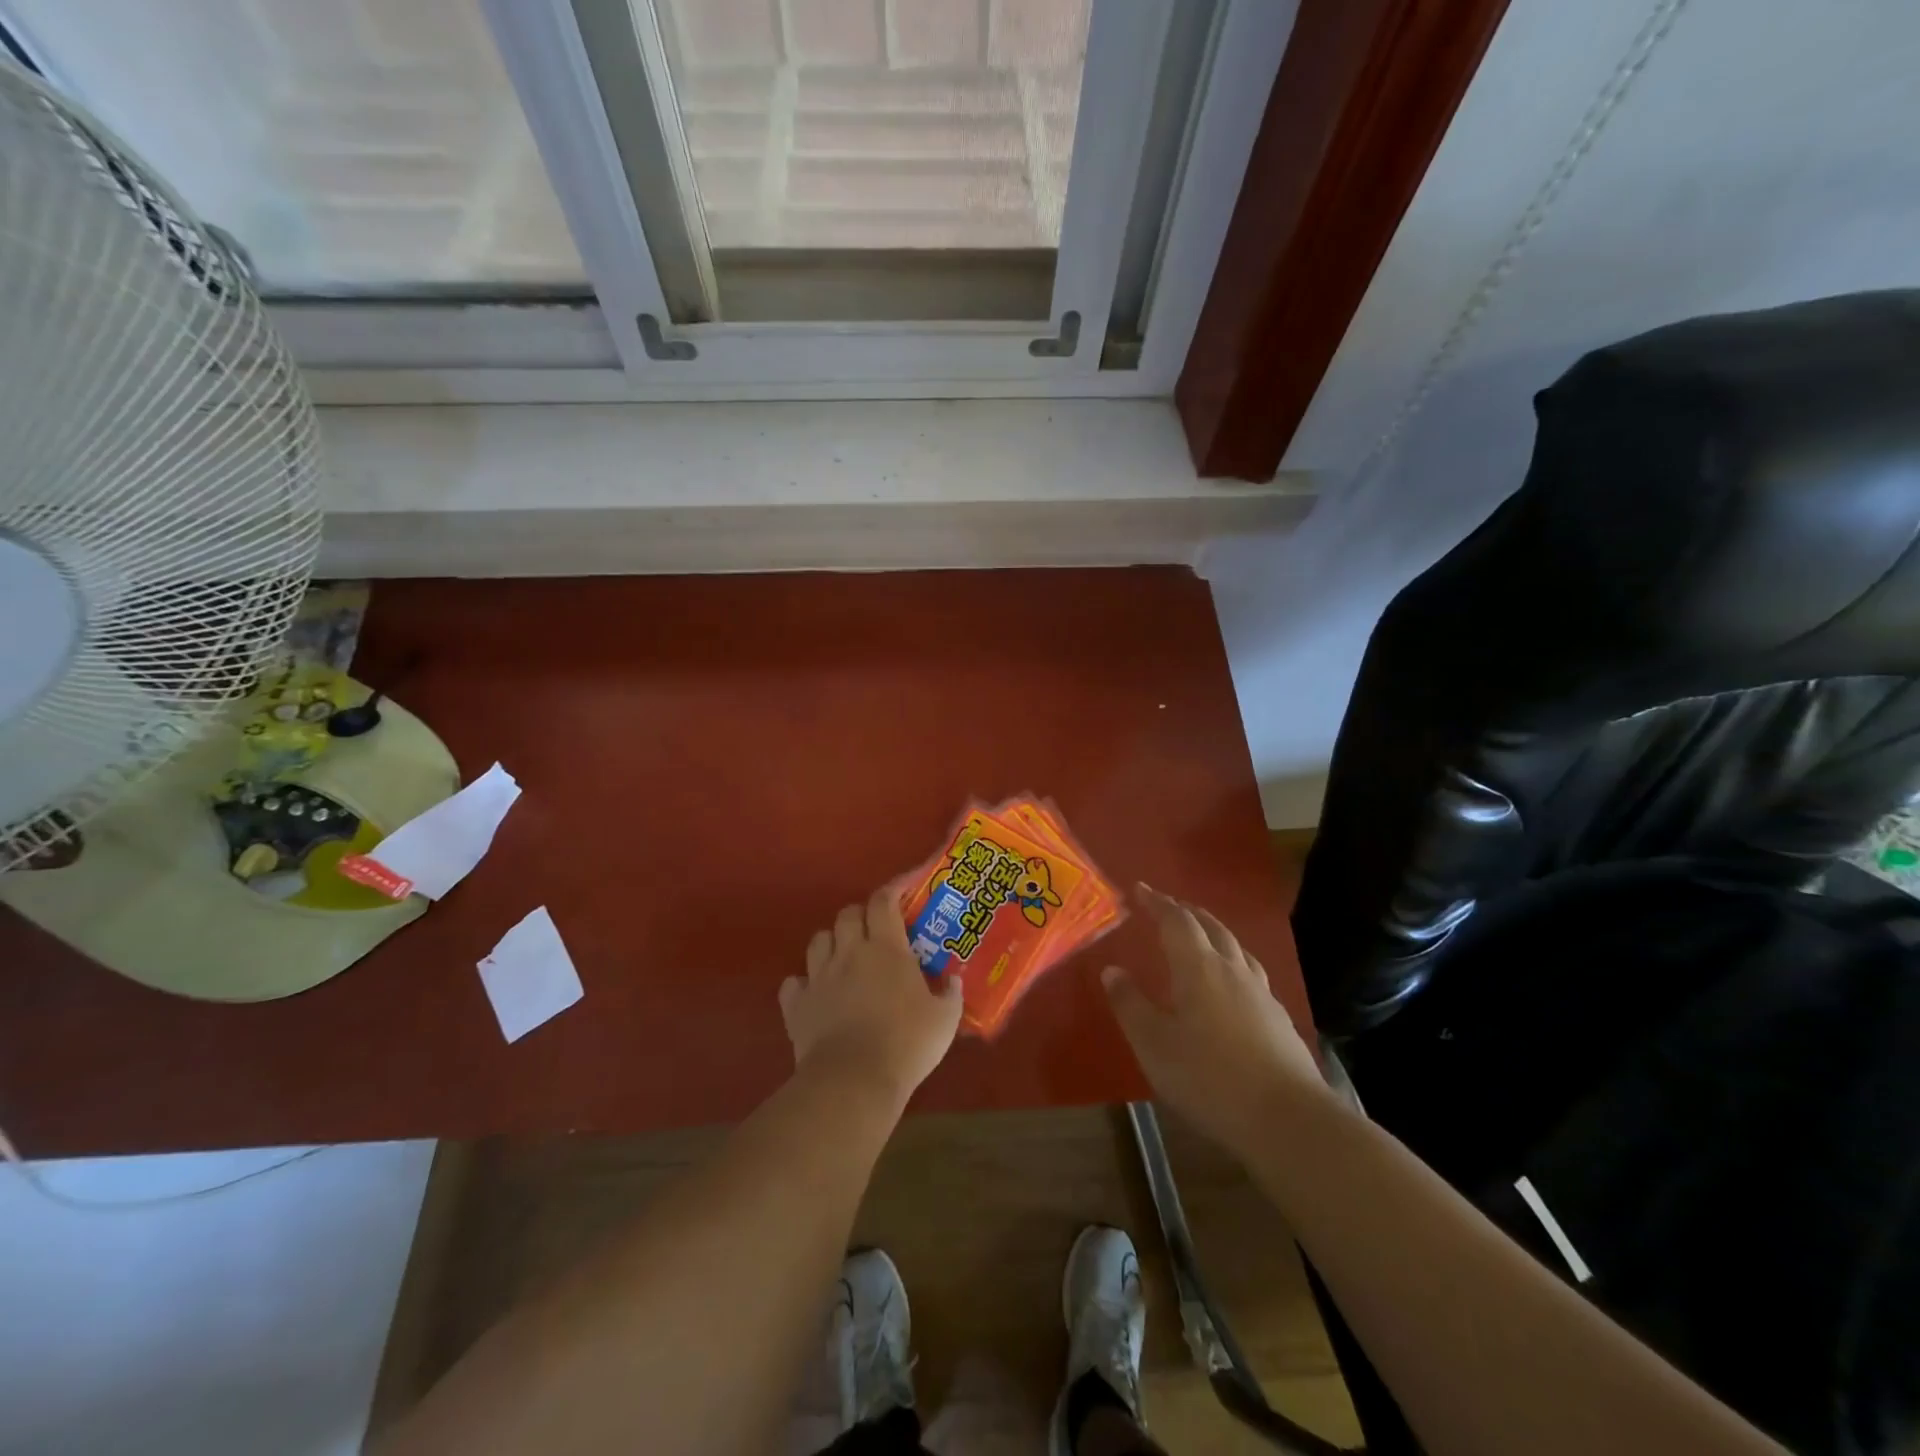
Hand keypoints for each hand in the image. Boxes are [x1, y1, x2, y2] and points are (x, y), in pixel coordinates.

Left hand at [781, 885, 963, 1106]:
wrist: (853, 1081)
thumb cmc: (906, 1044)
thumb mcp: (945, 1020)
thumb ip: (950, 995)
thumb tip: (953, 980)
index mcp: (886, 949)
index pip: (884, 901)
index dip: (893, 888)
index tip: (904, 887)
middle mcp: (849, 953)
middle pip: (848, 914)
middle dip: (861, 915)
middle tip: (875, 931)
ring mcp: (818, 977)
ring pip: (818, 940)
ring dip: (832, 942)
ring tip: (844, 957)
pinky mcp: (796, 1005)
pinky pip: (793, 983)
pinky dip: (803, 984)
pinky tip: (815, 994)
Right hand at [1103, 886, 1326, 1155]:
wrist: (1287, 1118)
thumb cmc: (1209, 1077)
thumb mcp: (1154, 1044)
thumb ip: (1130, 1004)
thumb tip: (1112, 970)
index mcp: (1198, 967)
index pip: (1176, 920)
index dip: (1157, 902)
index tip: (1139, 889)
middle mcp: (1232, 969)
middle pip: (1211, 927)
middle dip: (1187, 912)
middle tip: (1167, 907)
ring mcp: (1260, 993)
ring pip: (1235, 948)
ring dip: (1214, 933)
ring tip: (1200, 937)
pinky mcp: (1278, 1018)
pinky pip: (1250, 973)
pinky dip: (1232, 963)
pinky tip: (1231, 986)